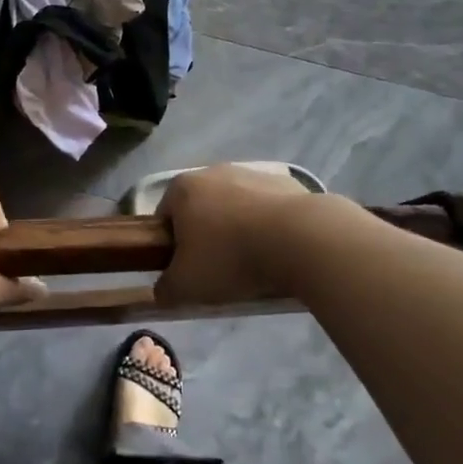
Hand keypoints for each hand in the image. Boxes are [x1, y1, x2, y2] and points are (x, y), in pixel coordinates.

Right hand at [154, 164, 319, 307]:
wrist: (300, 239)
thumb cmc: (230, 258)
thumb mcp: (186, 286)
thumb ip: (165, 289)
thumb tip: (162, 291)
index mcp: (183, 188)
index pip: (164, 216)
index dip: (170, 246)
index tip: (184, 270)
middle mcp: (213, 171)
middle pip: (201, 208)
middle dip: (206, 236)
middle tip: (217, 269)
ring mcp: (252, 173)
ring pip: (236, 206)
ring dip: (238, 229)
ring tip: (253, 263)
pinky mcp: (286, 182)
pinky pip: (268, 208)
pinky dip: (269, 226)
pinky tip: (279, 251)